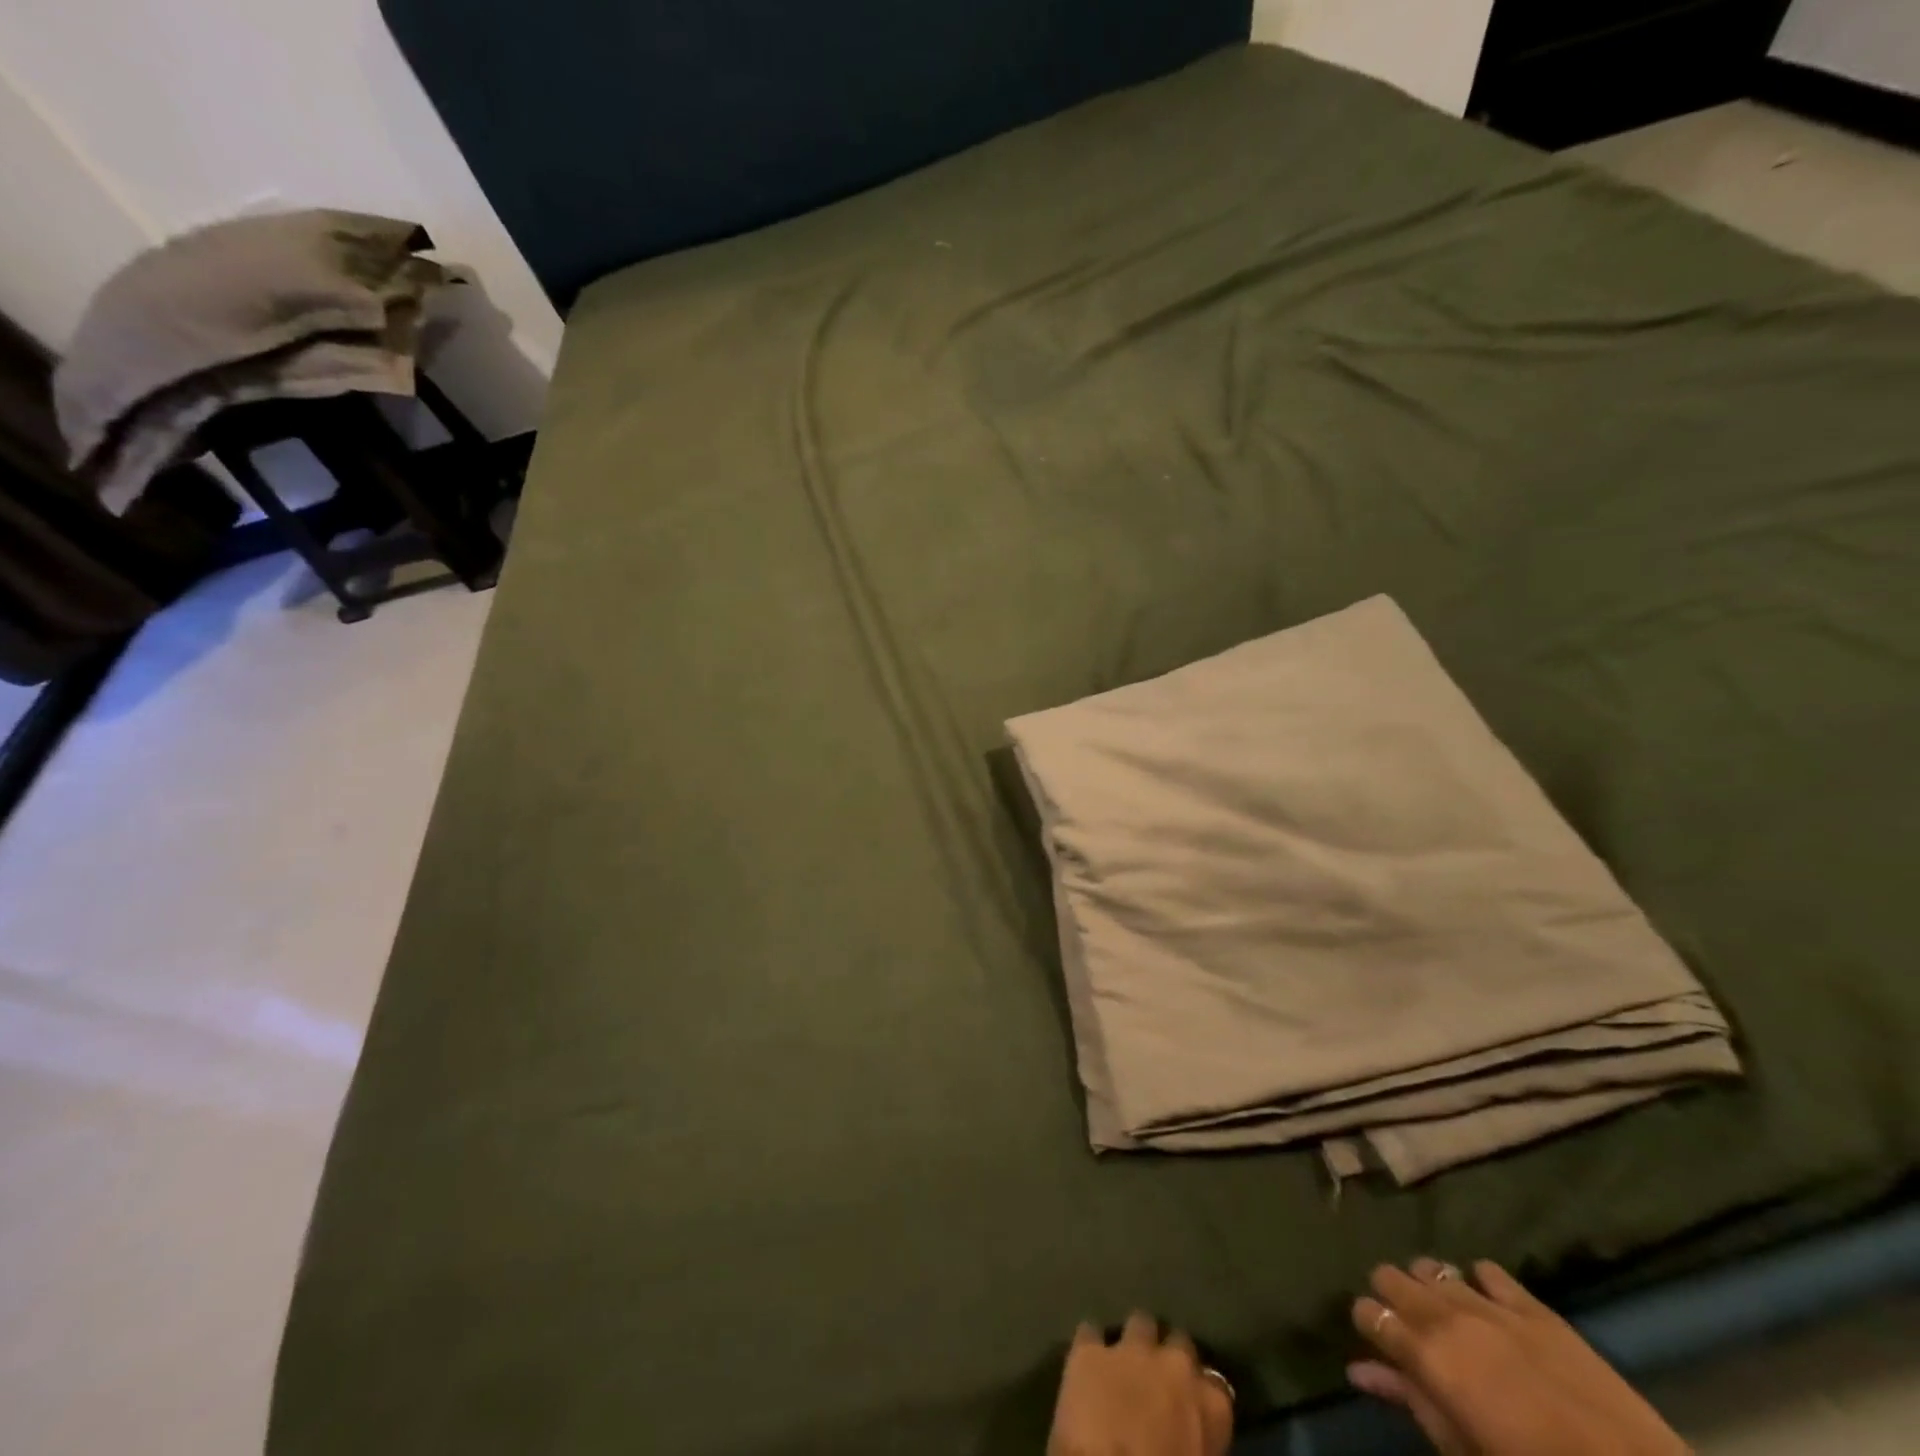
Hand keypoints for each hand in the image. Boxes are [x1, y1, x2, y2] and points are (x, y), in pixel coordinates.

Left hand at [1048, 1311, 1233, 1455]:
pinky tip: (1087, 1361)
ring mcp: (1129, 1350)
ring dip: (1136, 1341)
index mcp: (1209, 1405)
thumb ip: (1199, 1444)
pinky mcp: (1089, 1350)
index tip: (1193, 1408)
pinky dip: (1092, 1346)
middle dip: (1171, 1357)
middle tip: (1159, 1381)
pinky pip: (1091, 1333)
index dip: (1202, 1396)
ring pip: (1139, 1323)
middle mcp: (1173, 1363)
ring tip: (1127, 1361)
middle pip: (1179, 1342)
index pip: (1217, 1387)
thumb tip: (1187, 1436)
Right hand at [1350, 1258, 1690, 1455]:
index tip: (1375, 1340)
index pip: (1368, 1312)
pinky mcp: (1533, 1307)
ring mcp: (1492, 1305)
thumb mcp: (1463, 1451)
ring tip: (1445, 1315)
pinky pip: (1489, 1271)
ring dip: (1430, 1287)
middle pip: (1390, 1276)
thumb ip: (1410, 1402)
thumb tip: (1358, 1370)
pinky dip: (1480, 1282)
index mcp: (1426, 1354)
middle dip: (1390, 1296)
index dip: (1366, 1323)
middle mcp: (1446, 1315)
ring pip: (1433, 1267)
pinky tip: (1489, 1304)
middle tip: (1406, 1327)